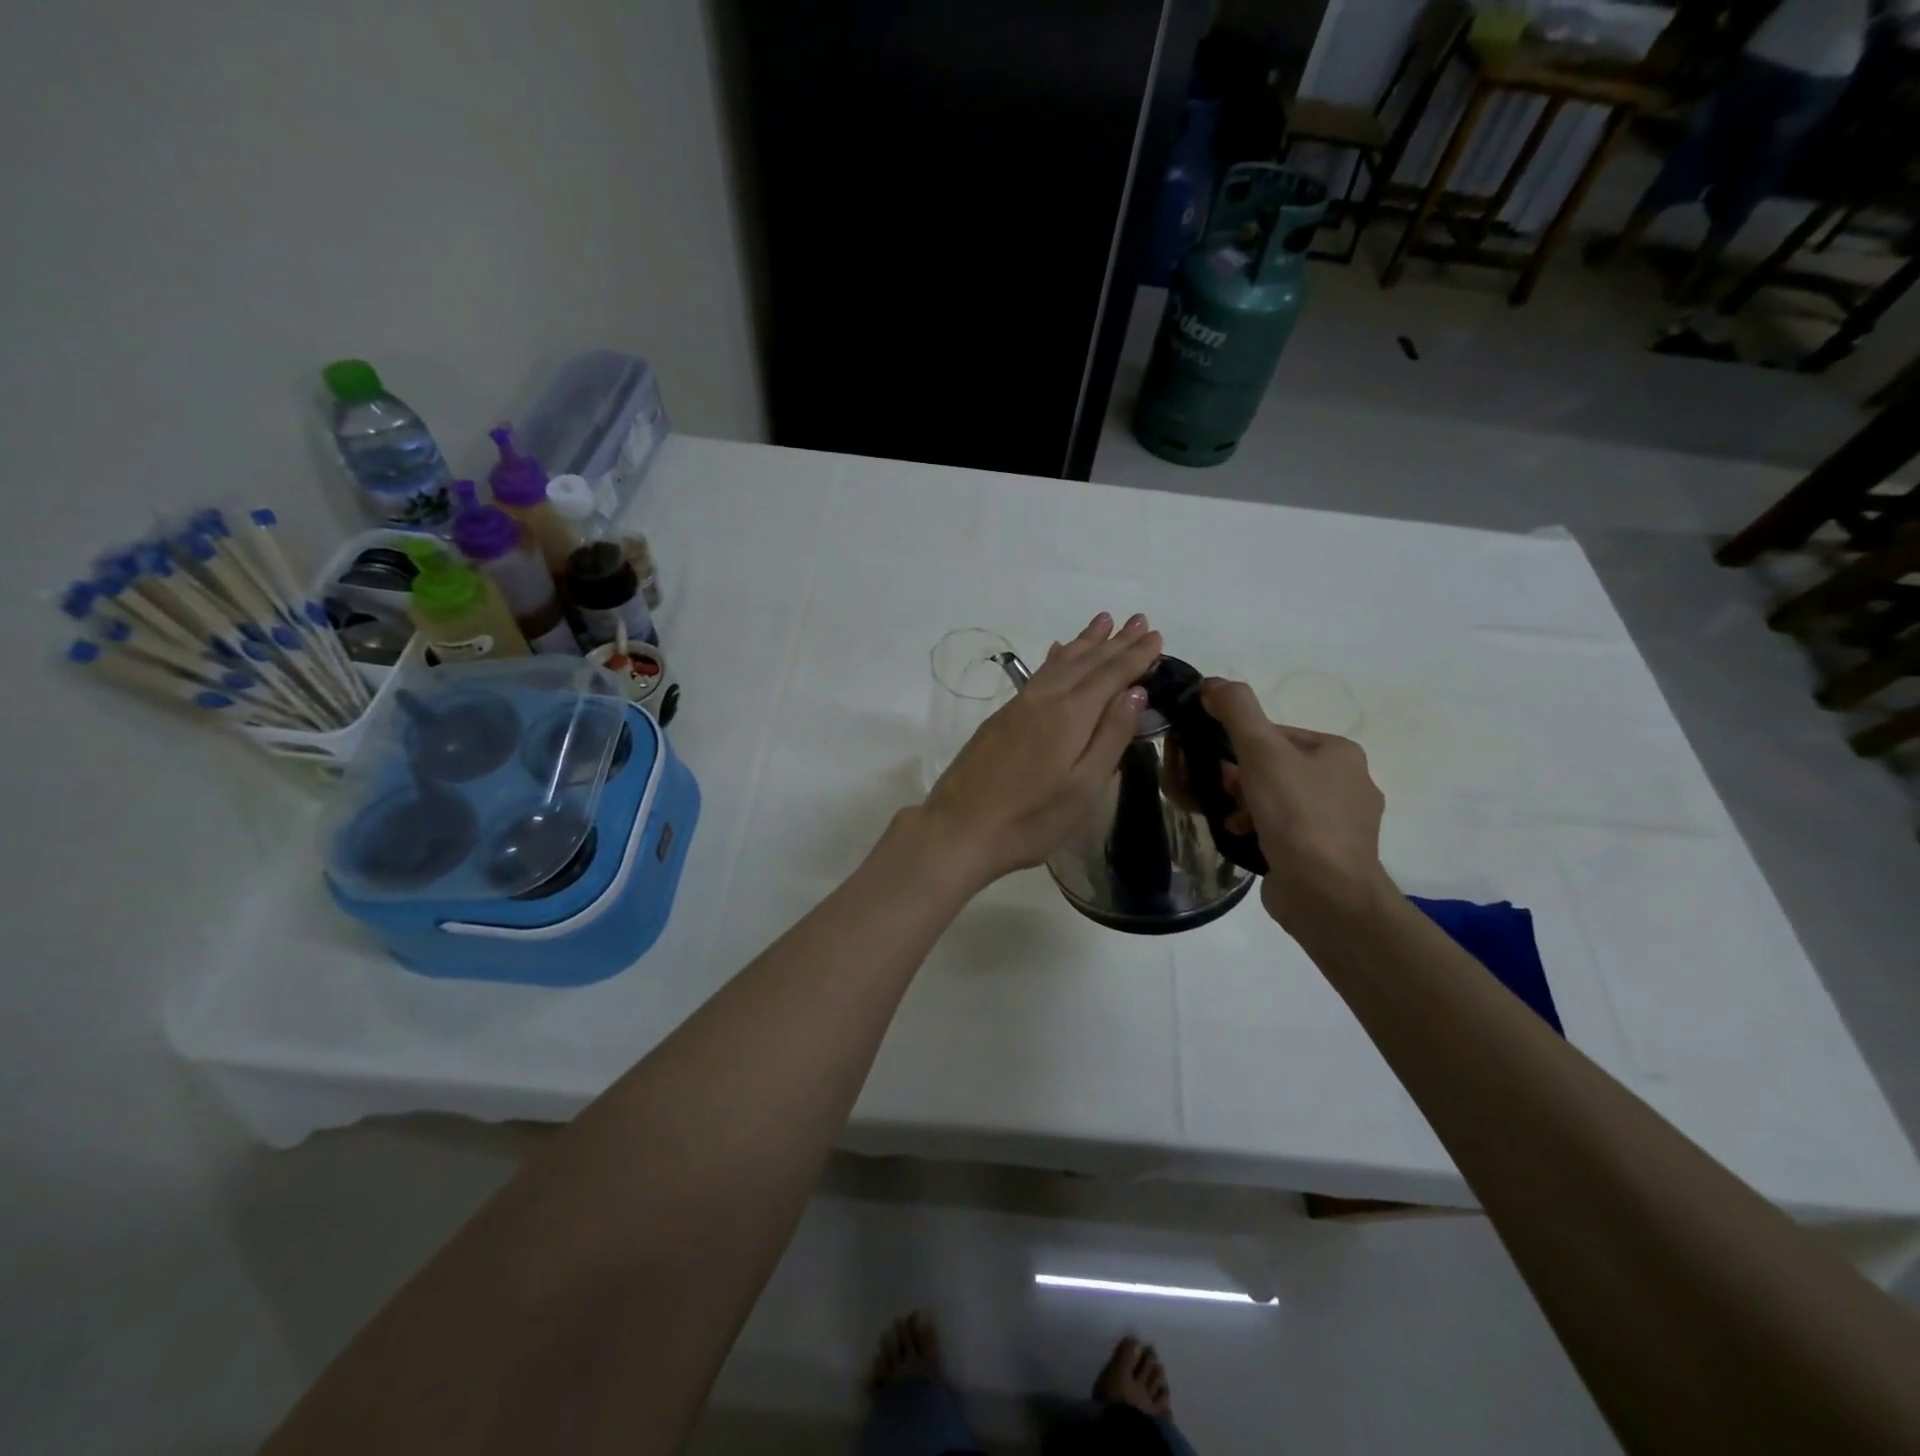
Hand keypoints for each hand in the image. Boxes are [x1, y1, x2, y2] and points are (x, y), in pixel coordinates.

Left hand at [920, 612, 1162, 890]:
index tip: (1157, 636)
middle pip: (1086, 661)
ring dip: (1085, 641)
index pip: (1111, 674)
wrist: (959, 828)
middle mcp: (1045, 699)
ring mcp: (1019, 705)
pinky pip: (1039, 673)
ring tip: (1104, 621)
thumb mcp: (1083, 788)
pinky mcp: (1001, 716)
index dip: (1135, 655)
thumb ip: (1111, 737)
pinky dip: (1056, 657)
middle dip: (1115, 641)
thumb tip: (1135, 692)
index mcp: (1071, 715)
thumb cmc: (1030, 819)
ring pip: (1059, 662)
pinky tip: (1058, 651)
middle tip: (1139, 619)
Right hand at [1199, 678, 1391, 926]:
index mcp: (1340, 752)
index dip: (1240, 746)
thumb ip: (1236, 711)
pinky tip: (1244, 839)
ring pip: (1279, 800)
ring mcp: (1341, 823)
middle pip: (1276, 767)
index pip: (1277, 734)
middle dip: (1241, 779)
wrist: (1326, 894)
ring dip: (1247, 806)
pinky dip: (1261, 830)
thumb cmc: (1296, 815)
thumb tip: (1212, 682)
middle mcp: (1349, 782)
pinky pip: (1286, 830)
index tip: (1217, 765)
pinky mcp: (1328, 854)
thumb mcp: (1261, 752)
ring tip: (1231, 821)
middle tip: (1221, 793)